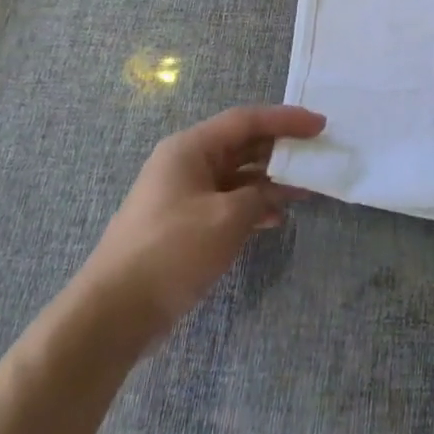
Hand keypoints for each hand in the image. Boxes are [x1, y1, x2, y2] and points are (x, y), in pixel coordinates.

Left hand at [84, 105, 325, 340]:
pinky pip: (227, 201)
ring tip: (305, 190)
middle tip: (317, 155)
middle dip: (280, 149)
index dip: (286, 119)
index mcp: (191, 148)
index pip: (247, 120)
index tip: (321, 125)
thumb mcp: (226, 218)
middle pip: (242, 145)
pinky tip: (275, 218)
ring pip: (237, 175)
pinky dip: (252, 205)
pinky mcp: (183, 225)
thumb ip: (259, 194)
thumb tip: (272, 191)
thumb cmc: (171, 251)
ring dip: (270, 181)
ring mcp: (183, 195)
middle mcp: (186, 163)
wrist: (113, 314)